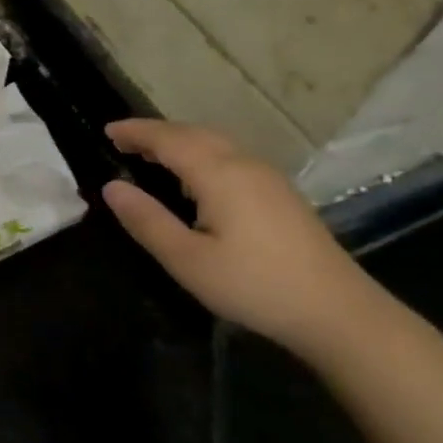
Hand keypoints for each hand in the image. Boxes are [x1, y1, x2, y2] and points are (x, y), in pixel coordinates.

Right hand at [100, 119, 388, 359]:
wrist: (337, 311)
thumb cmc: (254, 285)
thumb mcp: (187, 260)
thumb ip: (146, 220)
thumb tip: (111, 187)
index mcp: (219, 174)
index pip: (168, 139)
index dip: (135, 132)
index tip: (106, 130)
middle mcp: (244, 164)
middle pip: (194, 133)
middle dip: (156, 133)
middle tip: (123, 141)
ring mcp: (267, 177)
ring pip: (216, 143)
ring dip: (180, 141)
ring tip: (151, 155)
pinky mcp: (280, 193)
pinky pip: (230, 156)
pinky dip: (201, 153)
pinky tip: (195, 178)